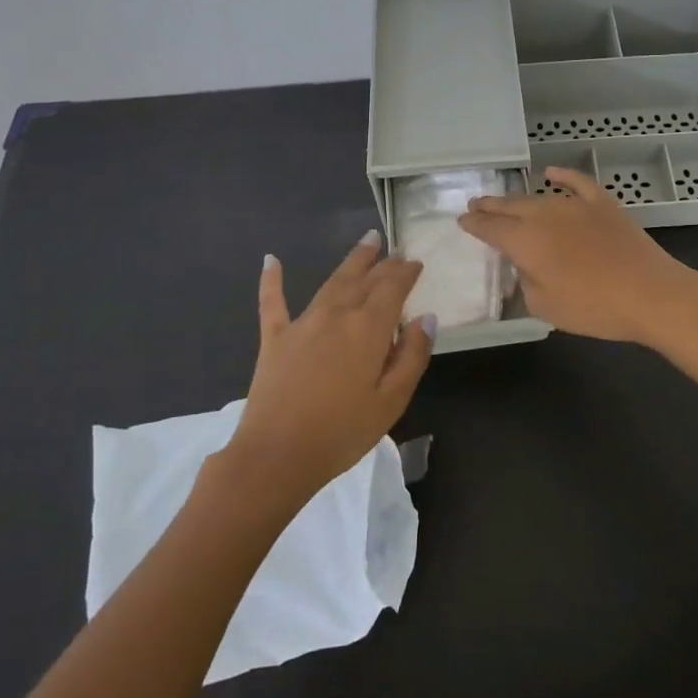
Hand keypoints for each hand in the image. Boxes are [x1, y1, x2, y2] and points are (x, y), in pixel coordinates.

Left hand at [220, 232, 433, 511]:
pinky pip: (273, 301)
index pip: (393, 288)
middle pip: (364, 279)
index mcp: (369, 328)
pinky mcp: (275, 338)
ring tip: (366, 241)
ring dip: (352, 261)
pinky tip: (270, 260)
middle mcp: (337, 314)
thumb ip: (412, 356)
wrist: (277, 455)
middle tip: (394, 250)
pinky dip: (272, 280)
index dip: (406, 273)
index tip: (416, 263)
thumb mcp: (391, 401)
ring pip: (332, 281)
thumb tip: (426, 318)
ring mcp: (303, 322)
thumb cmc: (342, 433)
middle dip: (383, 263)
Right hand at [457, 168, 697, 346]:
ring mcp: (575, 205)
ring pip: (537, 197)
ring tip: (504, 200)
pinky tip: (551, 173)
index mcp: (525, 241)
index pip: (490, 228)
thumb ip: (526, 281)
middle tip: (475, 204)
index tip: (462, 221)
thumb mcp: (544, 306)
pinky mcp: (602, 204)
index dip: (474, 224)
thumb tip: (526, 264)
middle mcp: (544, 215)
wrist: (650, 294)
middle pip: (509, 206)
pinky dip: (562, 176)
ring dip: (517, 198)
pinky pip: (576, 183)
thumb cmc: (593, 307)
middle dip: (489, 206)